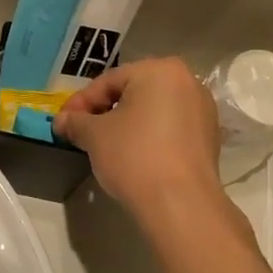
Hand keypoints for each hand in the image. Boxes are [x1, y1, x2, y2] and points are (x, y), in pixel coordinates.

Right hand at [54, 59, 223, 222]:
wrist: (180, 202)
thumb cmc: (134, 156)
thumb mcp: (95, 135)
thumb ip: (76, 122)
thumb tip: (63, 121)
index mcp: (160, 70)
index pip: (109, 81)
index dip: (81, 102)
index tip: (63, 122)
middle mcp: (188, 81)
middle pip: (134, 92)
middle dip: (105, 110)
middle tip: (82, 131)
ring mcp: (203, 109)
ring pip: (154, 110)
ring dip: (128, 123)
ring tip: (106, 145)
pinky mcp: (210, 137)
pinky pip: (171, 128)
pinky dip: (150, 136)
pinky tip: (135, 156)